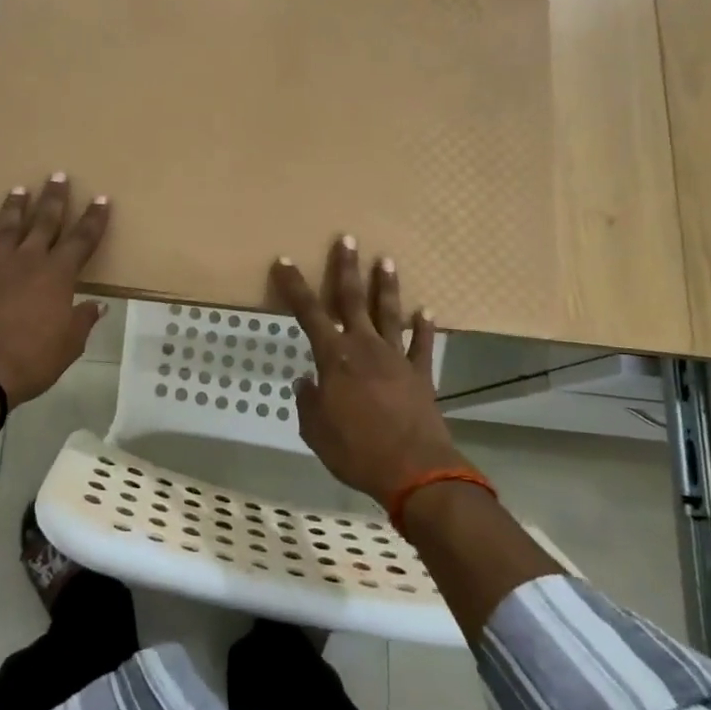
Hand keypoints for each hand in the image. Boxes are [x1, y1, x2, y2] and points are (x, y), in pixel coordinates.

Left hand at [0, 174, 110, 404]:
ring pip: (7, 228)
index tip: (101, 198)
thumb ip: (82, 320)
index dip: (94, 219)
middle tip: (57, 175)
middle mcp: (27, 261)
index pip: (82, 239)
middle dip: (54, 198)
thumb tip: (95, 306)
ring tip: (19, 190)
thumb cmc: (32, 359)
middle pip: (44, 222)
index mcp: (57, 275)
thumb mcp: (69, 345)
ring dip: (15, 207)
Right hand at [271, 237, 467, 505]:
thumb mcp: (315, 431)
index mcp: (335, 358)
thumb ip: (308, 401)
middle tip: (347, 239)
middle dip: (347, 268)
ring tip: (386, 260)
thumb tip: (306, 382)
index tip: (284, 261)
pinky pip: (423, 345)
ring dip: (386, 286)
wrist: (414, 471)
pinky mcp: (421, 375)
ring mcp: (397, 358)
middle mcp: (365, 348)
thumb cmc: (356, 450)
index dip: (294, 286)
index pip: (308, 313)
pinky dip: (425, 327)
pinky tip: (426, 311)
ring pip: (389, 313)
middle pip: (352, 299)